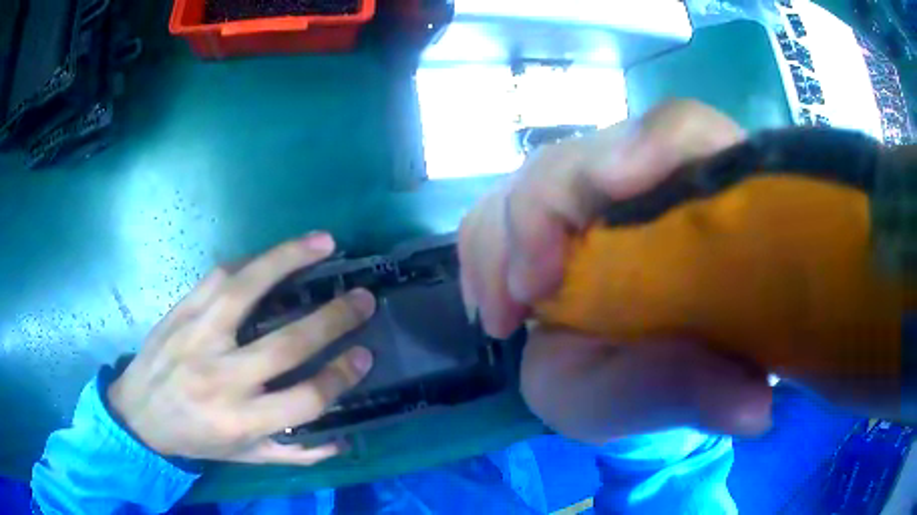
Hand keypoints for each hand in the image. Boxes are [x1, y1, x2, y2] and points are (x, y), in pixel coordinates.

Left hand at [108, 232, 375, 464]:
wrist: (137, 414)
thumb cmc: (194, 439)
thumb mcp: (244, 458)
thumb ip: (294, 453)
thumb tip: (342, 440)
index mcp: (239, 421)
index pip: (304, 400)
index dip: (339, 377)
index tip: (363, 356)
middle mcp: (222, 378)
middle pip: (285, 344)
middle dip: (332, 319)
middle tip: (363, 298)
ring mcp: (198, 337)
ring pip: (247, 290)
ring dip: (289, 261)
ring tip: (324, 242)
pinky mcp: (182, 311)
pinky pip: (219, 277)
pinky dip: (251, 263)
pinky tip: (273, 256)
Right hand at [459, 100, 772, 442]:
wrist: (638, 376)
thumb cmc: (667, 382)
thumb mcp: (683, 396)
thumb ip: (711, 392)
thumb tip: (753, 410)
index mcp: (707, 202)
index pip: (685, 130)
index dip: (651, 142)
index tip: (611, 186)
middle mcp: (651, 181)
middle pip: (588, 150)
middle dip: (542, 210)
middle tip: (526, 295)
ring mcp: (594, 194)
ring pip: (535, 175)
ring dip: (503, 237)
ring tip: (504, 315)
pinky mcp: (550, 215)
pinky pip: (499, 205)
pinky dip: (484, 250)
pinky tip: (495, 306)